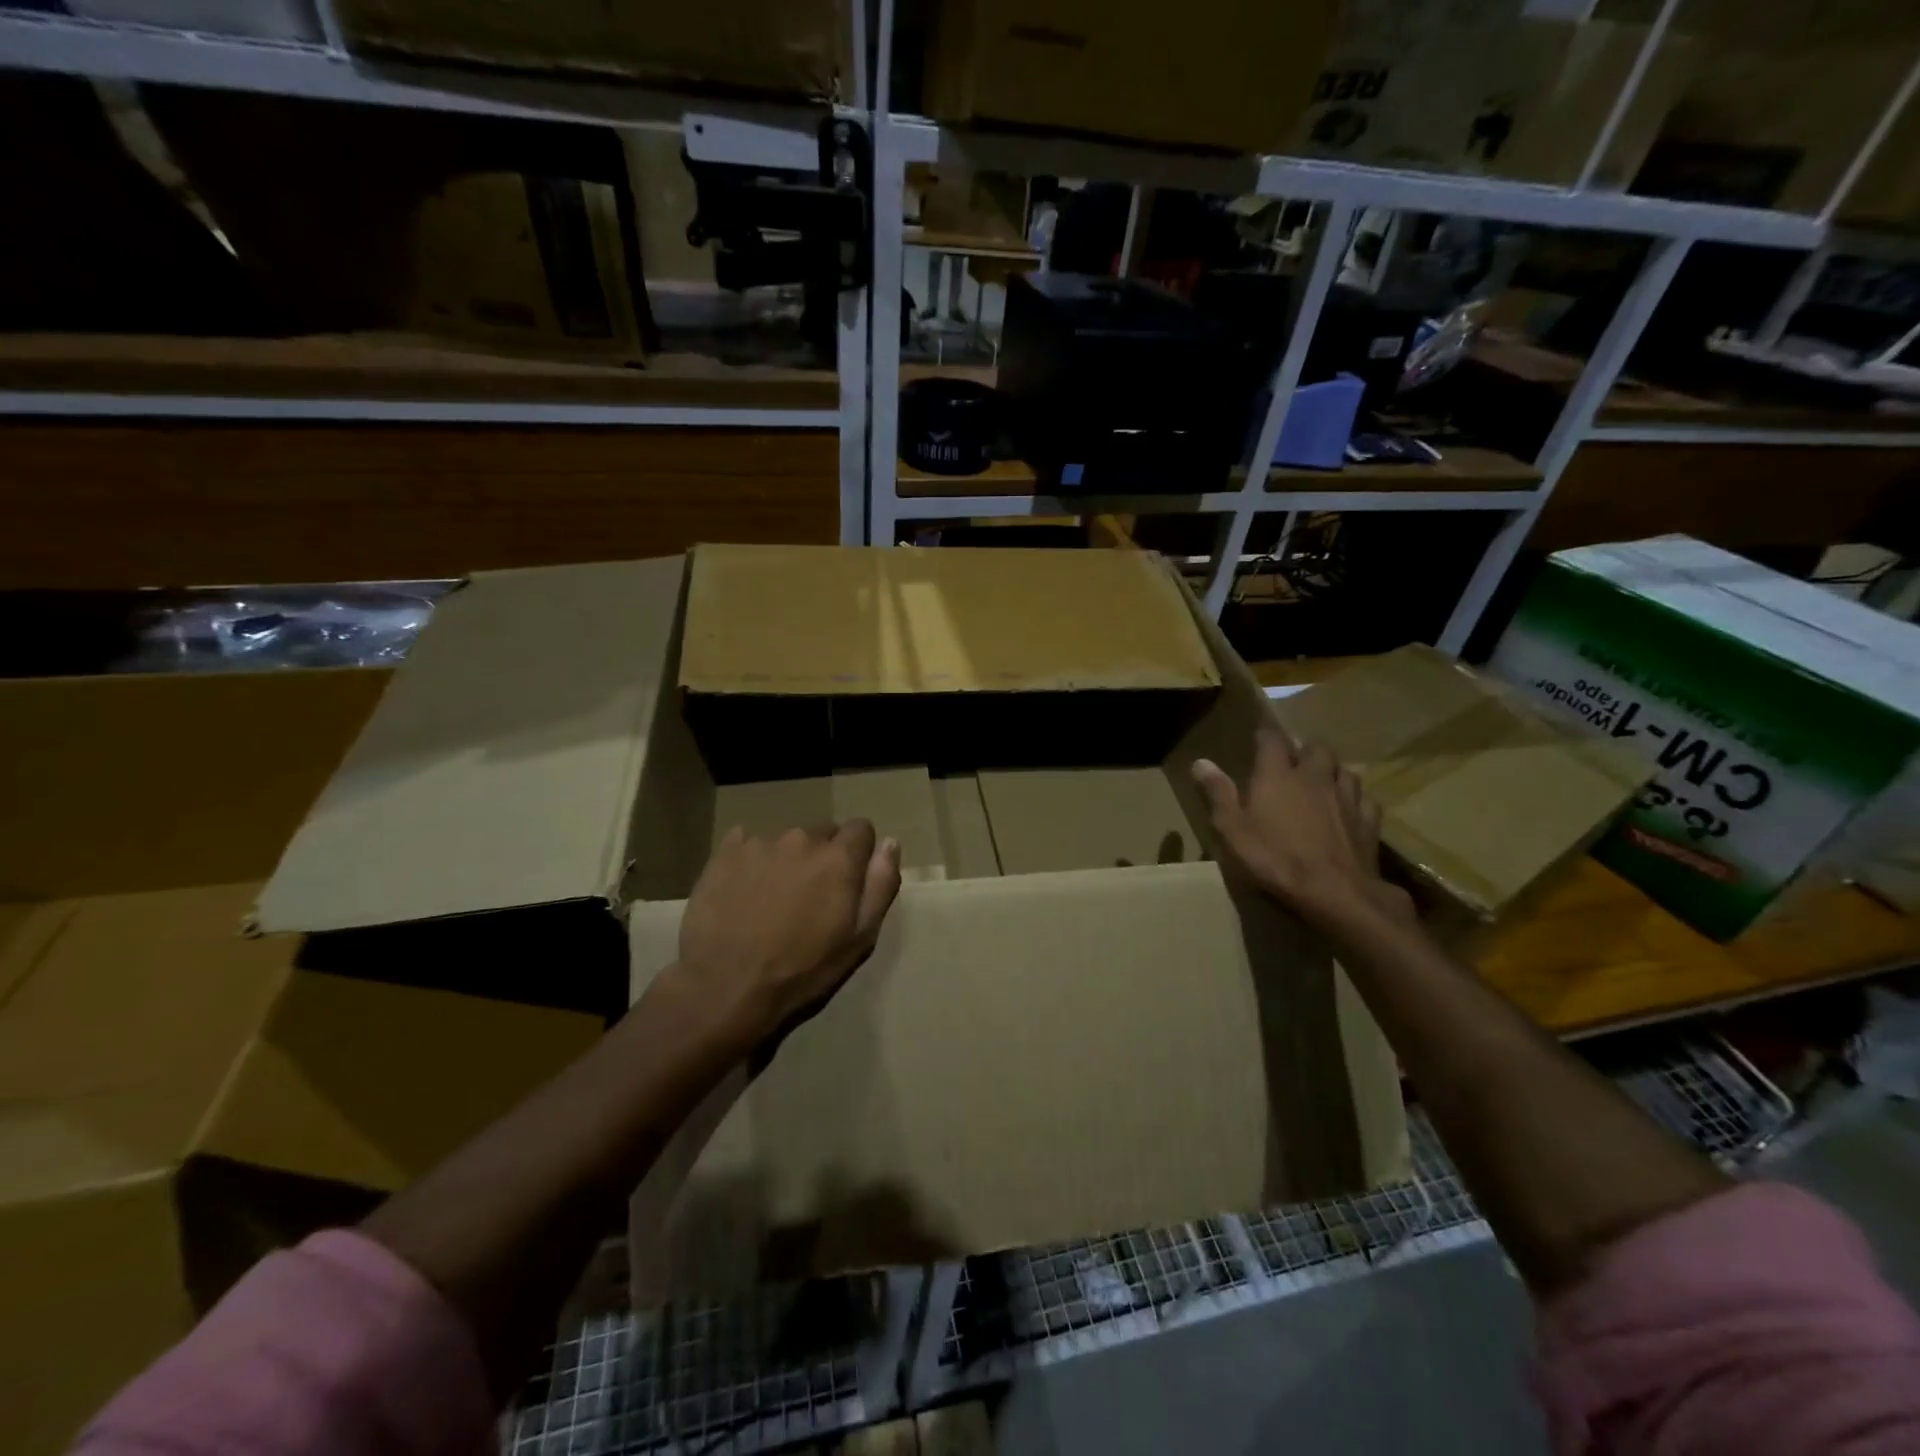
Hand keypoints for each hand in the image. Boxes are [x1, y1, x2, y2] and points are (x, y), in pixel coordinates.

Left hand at [675, 821, 901, 1048]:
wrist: (725, 986)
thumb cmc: (801, 969)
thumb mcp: (859, 938)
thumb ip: (880, 885)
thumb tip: (890, 844)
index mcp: (838, 858)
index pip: (861, 828)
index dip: (858, 853)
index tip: (847, 882)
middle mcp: (801, 839)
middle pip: (821, 833)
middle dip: (821, 857)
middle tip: (808, 898)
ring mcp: (759, 842)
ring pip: (784, 840)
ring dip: (786, 860)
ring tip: (771, 899)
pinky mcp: (724, 853)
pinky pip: (746, 843)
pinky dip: (750, 861)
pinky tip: (743, 892)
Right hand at [1192, 728, 1412, 933]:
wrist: (1334, 892)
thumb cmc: (1274, 858)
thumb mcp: (1232, 829)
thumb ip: (1218, 793)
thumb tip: (1200, 762)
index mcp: (1277, 775)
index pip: (1272, 740)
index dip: (1265, 736)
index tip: (1258, 739)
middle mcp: (1314, 776)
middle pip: (1316, 748)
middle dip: (1305, 750)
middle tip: (1293, 762)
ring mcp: (1346, 797)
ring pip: (1344, 770)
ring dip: (1332, 771)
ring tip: (1322, 782)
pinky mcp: (1369, 821)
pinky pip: (1365, 799)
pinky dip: (1355, 799)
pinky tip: (1349, 809)